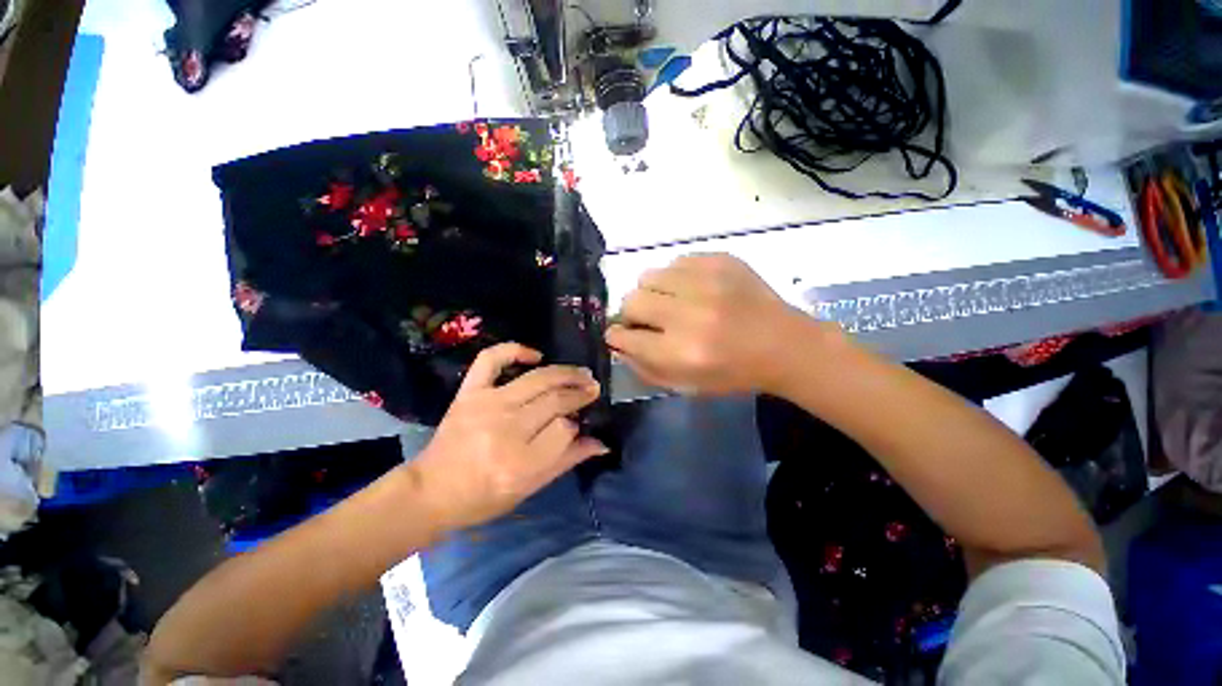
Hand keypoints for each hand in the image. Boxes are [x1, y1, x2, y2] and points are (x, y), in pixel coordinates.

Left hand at [410, 343, 606, 532]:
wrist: (432, 491)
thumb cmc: (484, 497)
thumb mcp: (530, 488)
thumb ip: (567, 461)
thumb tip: (601, 442)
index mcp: (520, 462)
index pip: (564, 429)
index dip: (576, 424)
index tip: (580, 423)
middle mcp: (505, 429)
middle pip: (555, 400)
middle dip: (579, 393)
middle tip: (593, 388)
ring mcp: (486, 405)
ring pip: (537, 379)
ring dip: (565, 373)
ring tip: (581, 373)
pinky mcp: (469, 392)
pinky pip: (491, 360)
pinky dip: (514, 349)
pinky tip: (536, 355)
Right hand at [606, 254, 831, 395]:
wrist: (784, 344)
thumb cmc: (734, 372)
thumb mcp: (686, 386)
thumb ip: (645, 368)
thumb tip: (617, 343)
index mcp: (681, 352)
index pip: (625, 337)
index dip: (617, 337)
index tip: (620, 335)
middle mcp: (689, 314)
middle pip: (631, 301)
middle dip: (632, 314)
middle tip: (647, 319)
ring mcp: (706, 282)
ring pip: (648, 276)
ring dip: (653, 292)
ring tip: (671, 302)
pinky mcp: (720, 260)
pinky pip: (675, 262)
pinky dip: (676, 278)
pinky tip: (694, 290)